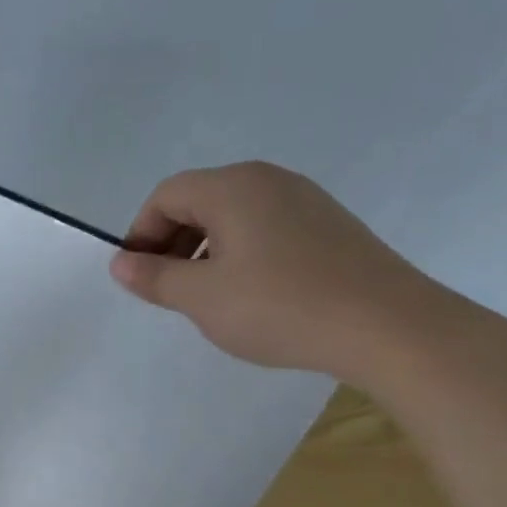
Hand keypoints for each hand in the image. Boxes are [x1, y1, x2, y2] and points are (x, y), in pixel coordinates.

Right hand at [107, 161, 448, 381]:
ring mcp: (304, 200)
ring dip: (205, 250)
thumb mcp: (202, 298)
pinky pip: (266, 229)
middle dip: (172, 242)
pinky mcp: (329, 226)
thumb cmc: (279, 307)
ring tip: (206, 297)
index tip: (138, 277)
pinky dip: (241, 254)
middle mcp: (268, 180)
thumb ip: (154, 277)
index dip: (141, 233)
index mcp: (233, 187)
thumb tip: (120, 262)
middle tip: (167, 290)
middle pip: (200, 200)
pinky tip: (250, 295)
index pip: (167, 196)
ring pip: (234, 216)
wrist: (386, 326)